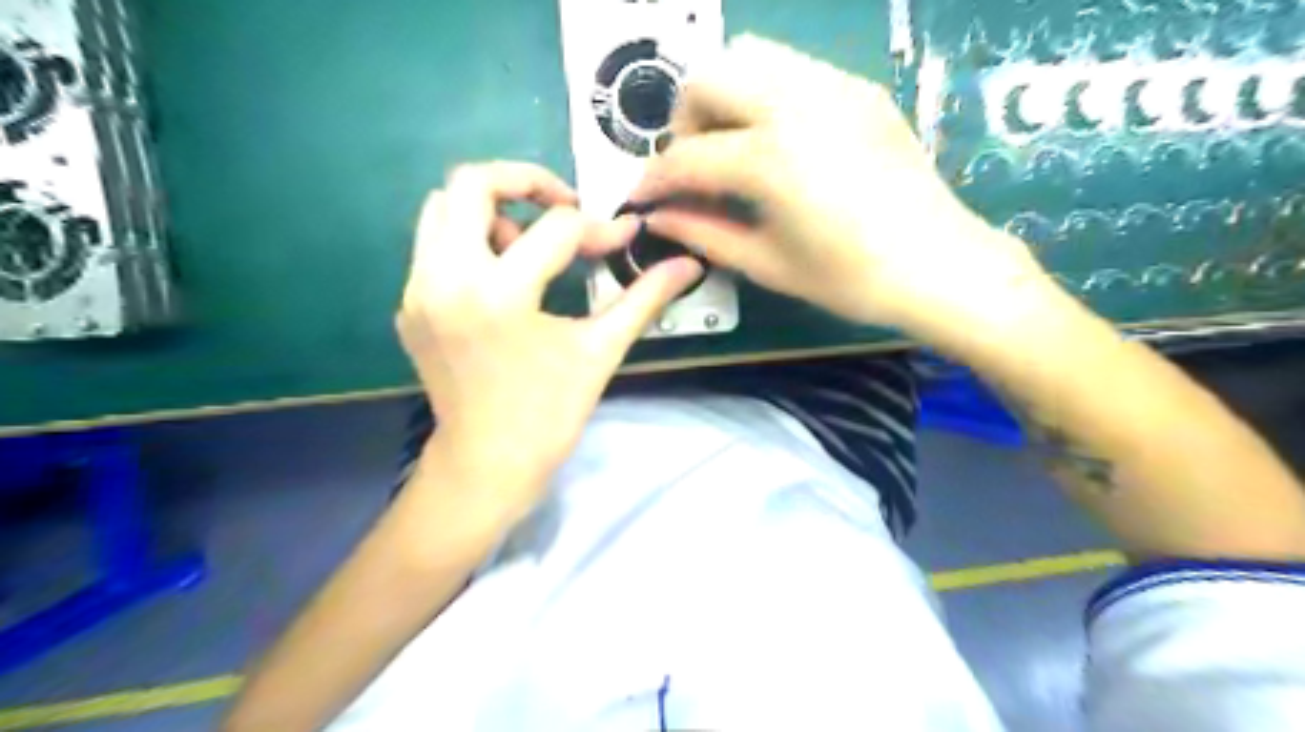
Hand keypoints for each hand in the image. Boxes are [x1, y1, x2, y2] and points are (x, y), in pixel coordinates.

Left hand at [396, 162, 703, 522]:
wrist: (486, 463)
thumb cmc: (549, 414)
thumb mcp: (601, 351)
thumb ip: (644, 298)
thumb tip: (689, 264)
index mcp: (499, 295)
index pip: (556, 229)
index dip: (600, 229)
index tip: (623, 240)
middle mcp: (445, 278)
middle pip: (471, 183)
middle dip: (526, 181)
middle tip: (564, 210)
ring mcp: (418, 290)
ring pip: (442, 207)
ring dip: (493, 210)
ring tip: (530, 246)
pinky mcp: (409, 304)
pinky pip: (432, 244)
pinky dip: (470, 239)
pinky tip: (504, 276)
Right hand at [632, 35, 1048, 341]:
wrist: (941, 264)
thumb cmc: (851, 279)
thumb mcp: (768, 264)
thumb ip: (704, 233)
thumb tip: (657, 219)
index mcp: (770, 160)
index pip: (686, 158)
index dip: (654, 180)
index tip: (641, 198)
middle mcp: (796, 104)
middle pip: (708, 78)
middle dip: (684, 122)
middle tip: (695, 169)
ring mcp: (832, 87)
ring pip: (749, 57)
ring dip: (723, 98)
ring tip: (733, 149)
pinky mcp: (858, 88)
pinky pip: (791, 69)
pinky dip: (763, 95)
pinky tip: (776, 142)